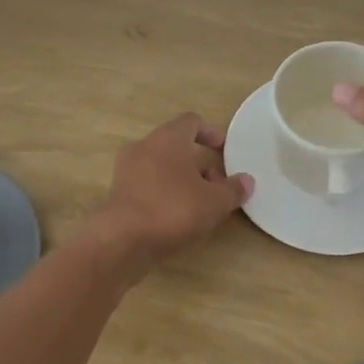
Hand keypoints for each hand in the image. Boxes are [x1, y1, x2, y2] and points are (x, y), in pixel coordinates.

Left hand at [85, 112, 252, 271]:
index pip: (191, 122)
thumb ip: (233, 189)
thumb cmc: (173, 209)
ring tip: (199, 206)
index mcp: (168, 138)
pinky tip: (176, 219)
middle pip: (176, 147)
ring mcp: (126, 171)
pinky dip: (164, 195)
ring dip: (181, 181)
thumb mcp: (214, 202)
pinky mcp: (117, 194)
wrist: (121, 241)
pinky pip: (147, 186)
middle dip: (198, 164)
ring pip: (161, 168)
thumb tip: (246, 181)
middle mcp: (143, 147)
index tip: (224, 149)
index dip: (210, 133)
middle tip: (216, 186)